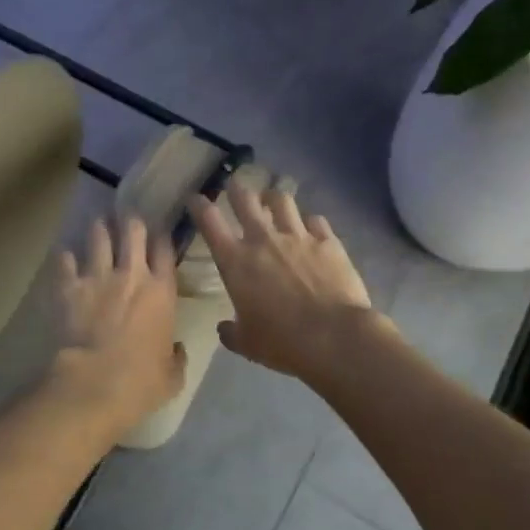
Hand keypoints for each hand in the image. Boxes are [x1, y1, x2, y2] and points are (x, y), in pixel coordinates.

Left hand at [48, 216, 185, 437]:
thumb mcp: (172, 375)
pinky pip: (65, 260)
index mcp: (162, 292)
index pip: (165, 249)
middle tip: (127, 218)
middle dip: (131, 221)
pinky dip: (65, 256)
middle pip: (133, 231)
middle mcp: (132, 275)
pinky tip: (64, 253)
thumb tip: (177, 350)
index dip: (162, 235)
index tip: (158, 231)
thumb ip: (176, 357)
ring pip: (99, 236)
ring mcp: (98, 277)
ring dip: (99, 228)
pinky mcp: (69, 287)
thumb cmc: (140, 382)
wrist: (94, 384)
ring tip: (98, 222)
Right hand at [187, 183, 386, 387]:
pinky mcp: (328, 241)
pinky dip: (309, 222)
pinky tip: (311, 227)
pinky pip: (316, 220)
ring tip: (273, 200)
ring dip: (274, 198)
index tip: (195, 198)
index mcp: (235, 261)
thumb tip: (225, 328)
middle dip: (237, 189)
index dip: (199, 206)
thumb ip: (231, 332)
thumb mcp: (247, 343)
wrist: (334, 337)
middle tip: (235, 186)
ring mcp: (298, 236)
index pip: (209, 221)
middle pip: (246, 200)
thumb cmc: (281, 342)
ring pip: (282, 200)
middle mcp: (263, 239)